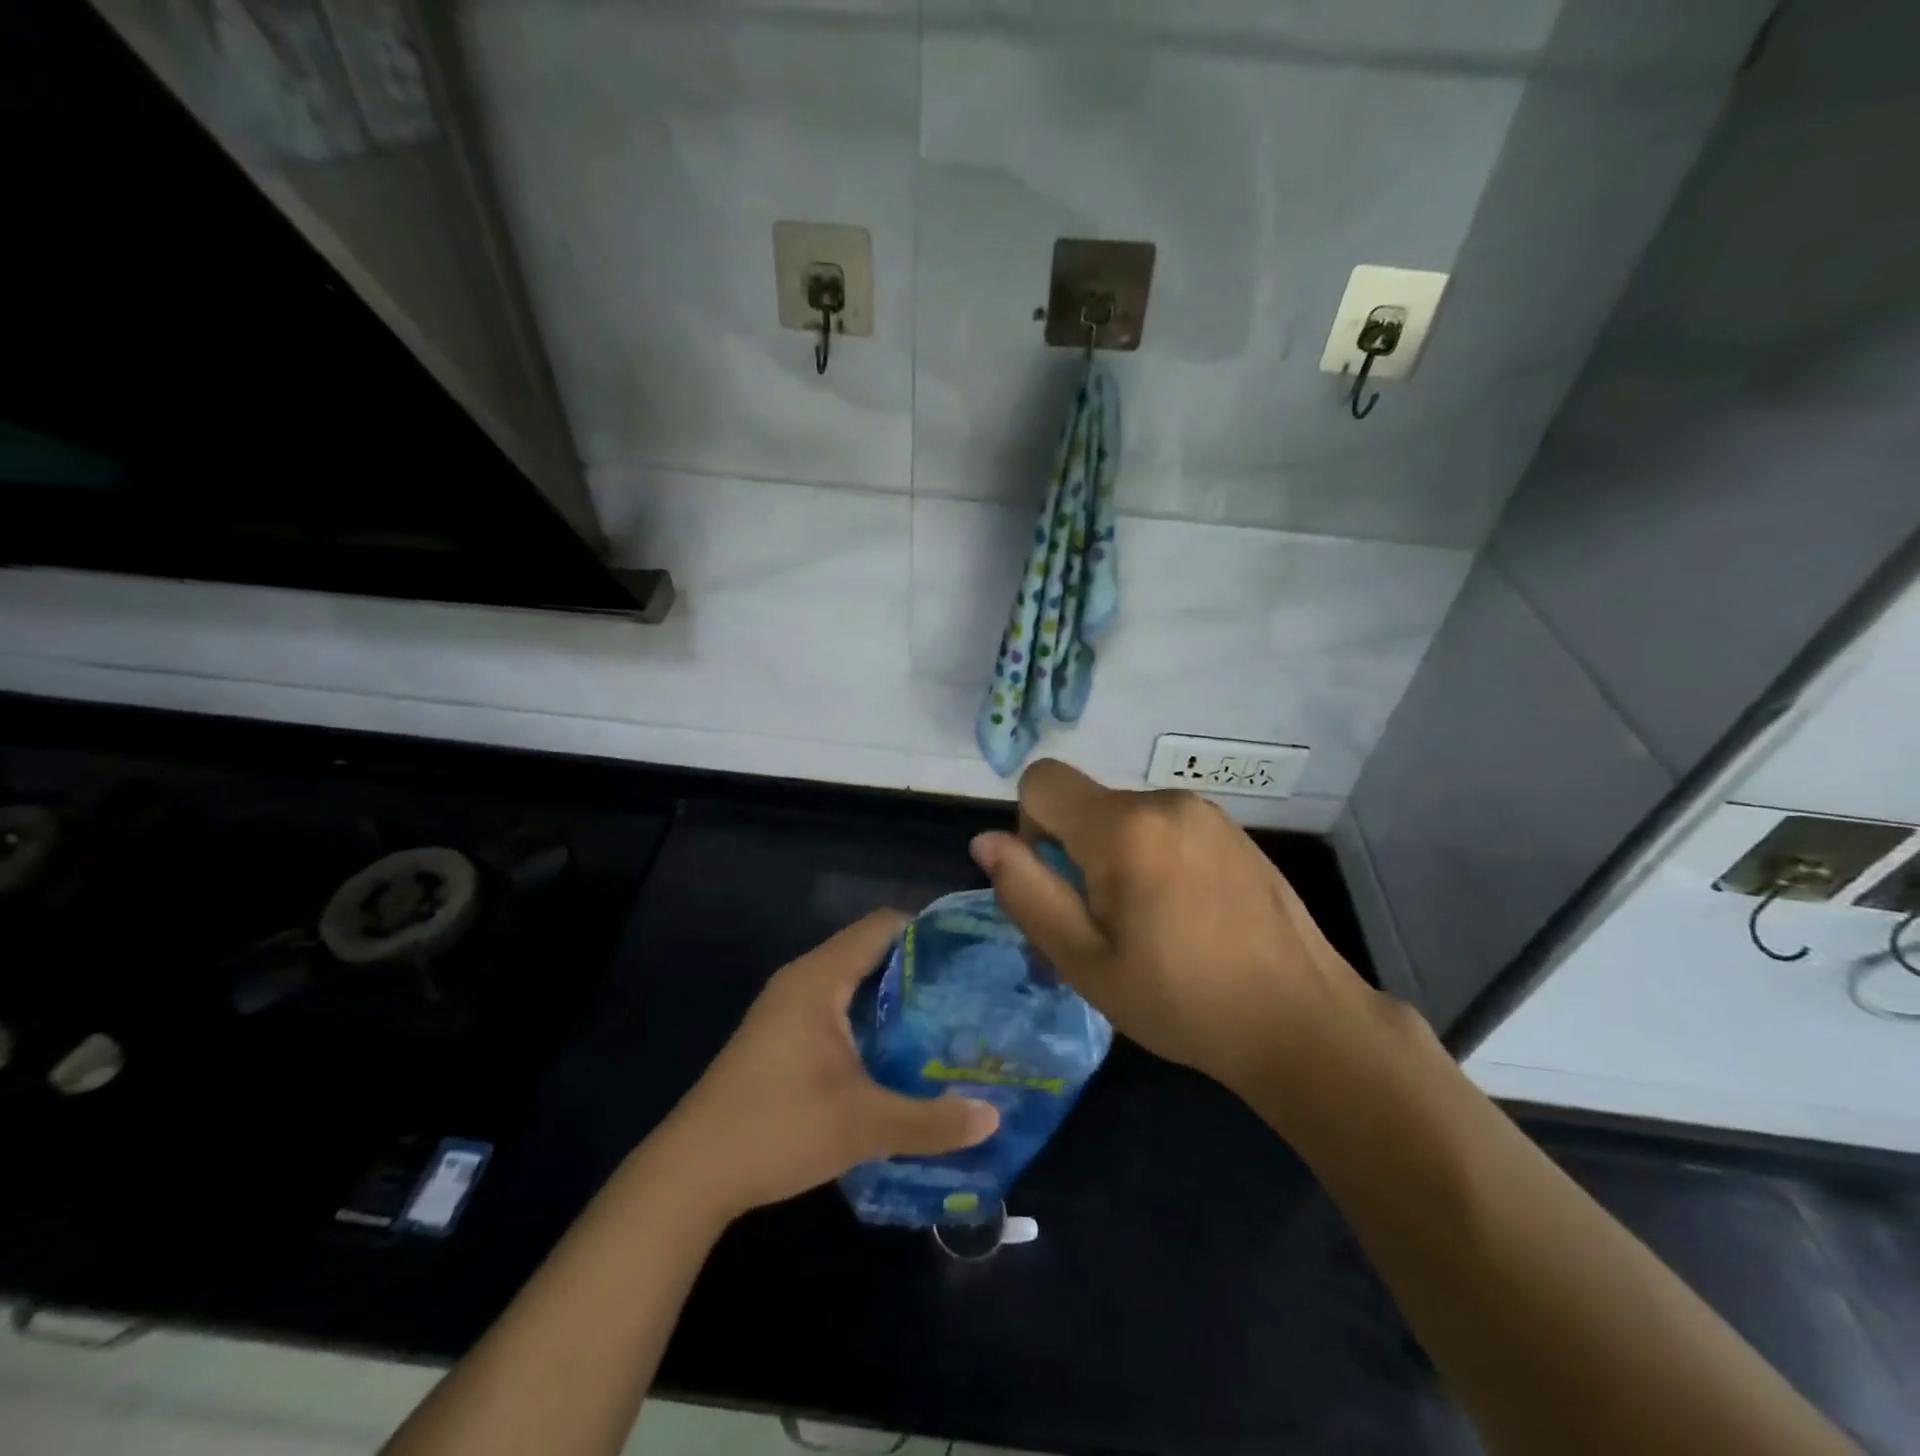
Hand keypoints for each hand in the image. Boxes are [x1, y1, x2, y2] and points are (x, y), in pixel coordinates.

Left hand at [649, 912, 999, 1221]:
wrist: (688, 1176)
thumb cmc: (776, 1129)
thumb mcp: (862, 1126)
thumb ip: (931, 1121)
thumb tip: (994, 1118)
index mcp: (819, 978)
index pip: (883, 926)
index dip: (929, 931)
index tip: (972, 952)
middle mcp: (803, 980)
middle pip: (871, 950)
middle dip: (920, 967)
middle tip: (971, 990)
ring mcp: (788, 1008)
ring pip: (854, 982)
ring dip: (895, 996)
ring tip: (948, 1018)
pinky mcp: (782, 1036)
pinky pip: (838, 1006)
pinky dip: (871, 1017)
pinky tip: (900, 1051)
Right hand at [969, 760, 1382, 1105]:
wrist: (1302, 1021)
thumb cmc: (1181, 1000)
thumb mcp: (1085, 961)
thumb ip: (1027, 892)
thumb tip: (986, 841)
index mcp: (1122, 827)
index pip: (1041, 780)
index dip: (1030, 828)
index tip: (1061, 886)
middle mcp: (1163, 801)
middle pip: (1084, 804)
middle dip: (1075, 853)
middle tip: (1104, 926)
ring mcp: (1205, 812)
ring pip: (1123, 817)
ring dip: (1115, 858)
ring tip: (1149, 927)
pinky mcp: (1233, 830)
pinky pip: (1164, 827)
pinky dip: (1153, 858)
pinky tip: (1187, 916)